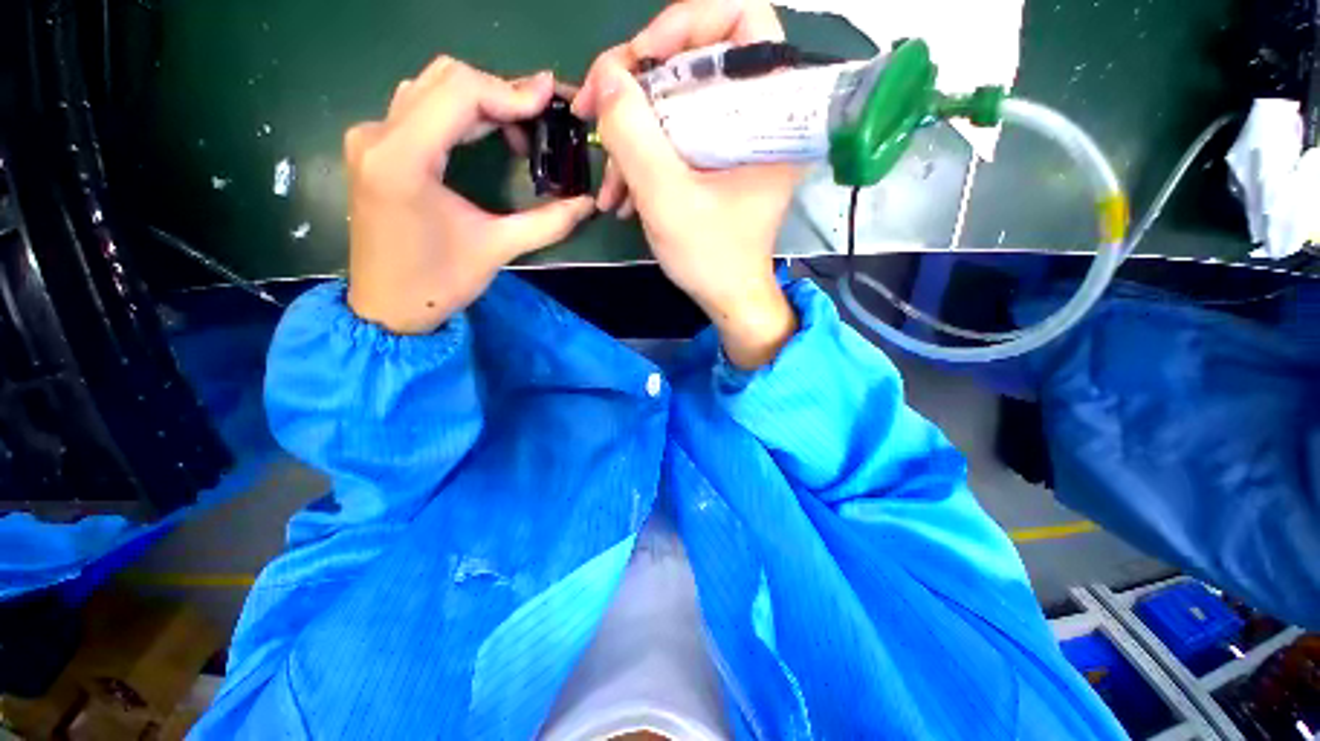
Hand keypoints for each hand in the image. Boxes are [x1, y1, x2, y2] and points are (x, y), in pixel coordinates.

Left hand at [345, 59, 594, 334]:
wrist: (387, 308)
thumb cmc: (438, 283)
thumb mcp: (497, 249)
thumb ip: (547, 223)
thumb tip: (588, 205)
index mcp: (403, 158)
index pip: (460, 91)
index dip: (510, 91)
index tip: (550, 101)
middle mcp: (378, 134)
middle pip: (444, 79)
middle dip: (499, 92)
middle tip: (540, 116)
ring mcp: (371, 138)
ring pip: (430, 88)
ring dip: (480, 99)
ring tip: (520, 126)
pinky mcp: (374, 149)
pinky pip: (420, 109)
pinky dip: (459, 112)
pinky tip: (486, 132)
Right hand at [574, 0, 800, 368]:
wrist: (726, 297)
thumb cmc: (711, 257)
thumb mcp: (667, 199)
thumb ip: (633, 135)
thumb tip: (607, 77)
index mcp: (772, 115)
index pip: (741, 21)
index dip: (686, 24)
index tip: (640, 60)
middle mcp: (758, 116)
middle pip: (695, 61)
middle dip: (639, 86)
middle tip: (597, 113)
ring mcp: (735, 140)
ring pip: (676, 103)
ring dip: (633, 131)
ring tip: (609, 180)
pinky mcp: (717, 160)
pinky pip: (675, 135)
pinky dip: (644, 154)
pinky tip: (622, 190)